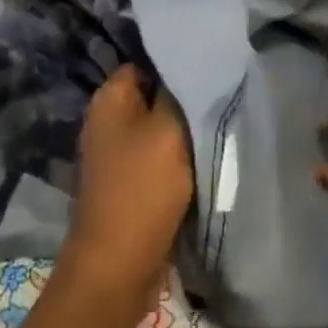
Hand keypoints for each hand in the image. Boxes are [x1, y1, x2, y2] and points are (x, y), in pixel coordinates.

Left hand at [62, 67, 194, 321]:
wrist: (119, 265)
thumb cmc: (143, 187)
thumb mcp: (168, 130)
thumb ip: (179, 93)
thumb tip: (186, 66)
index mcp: (109, 99)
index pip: (144, 63)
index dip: (175, 63)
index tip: (209, 66)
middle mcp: (106, 120)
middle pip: (152, 96)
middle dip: (183, 98)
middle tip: (221, 97)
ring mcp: (115, 154)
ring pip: (157, 129)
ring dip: (183, 132)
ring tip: (218, 126)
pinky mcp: (127, 183)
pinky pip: (157, 159)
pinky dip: (177, 159)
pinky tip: (203, 159)